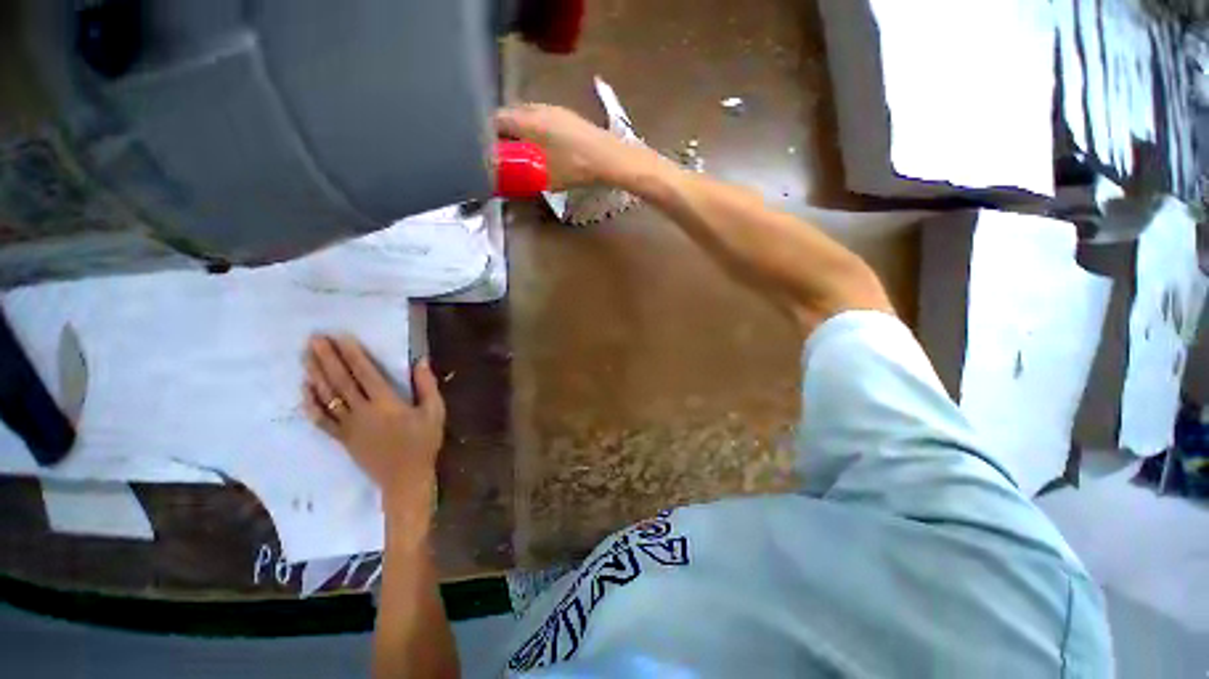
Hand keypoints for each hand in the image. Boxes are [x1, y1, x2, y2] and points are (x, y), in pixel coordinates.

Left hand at [303, 335, 444, 512]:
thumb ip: (427, 386)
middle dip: (327, 358)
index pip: (365, 374)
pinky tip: (304, 390)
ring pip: (327, 397)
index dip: (352, 354)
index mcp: (386, 404)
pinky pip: (322, 420)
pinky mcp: (342, 439)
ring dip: (315, 375)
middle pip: (340, 381)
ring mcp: (348, 426)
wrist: (405, 478)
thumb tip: (420, 361)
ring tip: (305, 356)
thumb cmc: (423, 442)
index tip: (340, 337)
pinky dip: (311, 404)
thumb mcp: (434, 412)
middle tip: (314, 339)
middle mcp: (362, 412)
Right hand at [495, 104, 648, 189]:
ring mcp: (555, 109)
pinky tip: (543, 146)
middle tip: (505, 152)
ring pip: (528, 115)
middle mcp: (538, 108)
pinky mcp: (568, 115)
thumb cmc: (574, 167)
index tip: (488, 149)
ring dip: (522, 130)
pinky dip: (536, 129)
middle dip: (505, 132)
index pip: (497, 119)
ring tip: (523, 151)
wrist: (608, 158)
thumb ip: (523, 174)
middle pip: (512, 114)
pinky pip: (543, 118)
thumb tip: (507, 176)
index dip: (489, 133)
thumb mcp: (544, 176)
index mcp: (527, 120)